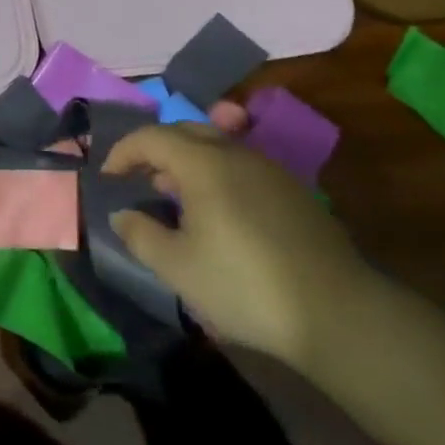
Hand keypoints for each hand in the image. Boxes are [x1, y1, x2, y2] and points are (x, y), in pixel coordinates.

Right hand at [104, 123, 373, 367]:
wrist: (337, 312)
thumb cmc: (244, 285)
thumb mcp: (177, 267)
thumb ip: (140, 234)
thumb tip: (122, 214)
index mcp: (203, 163)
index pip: (151, 136)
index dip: (122, 152)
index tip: (107, 178)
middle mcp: (237, 153)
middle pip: (186, 131)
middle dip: (155, 149)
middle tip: (140, 180)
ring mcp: (270, 170)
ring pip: (218, 146)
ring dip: (188, 161)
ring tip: (175, 196)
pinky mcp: (294, 191)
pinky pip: (242, 166)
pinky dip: (217, 174)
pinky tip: (219, 212)